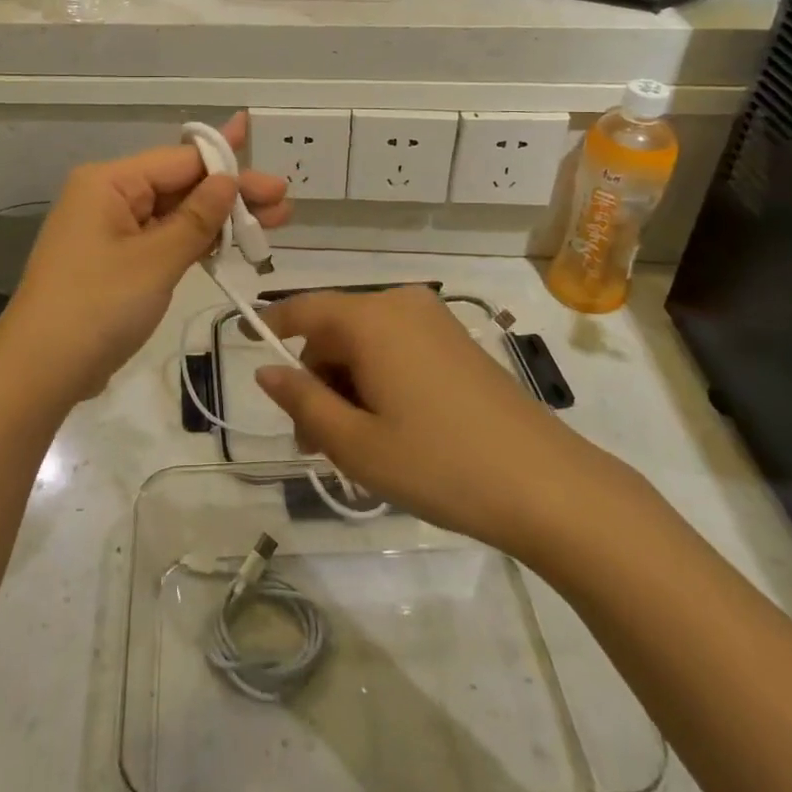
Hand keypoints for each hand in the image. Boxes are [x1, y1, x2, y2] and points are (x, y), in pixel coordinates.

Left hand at [0, 113, 289, 402]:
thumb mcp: (155, 261)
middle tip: (283, 203)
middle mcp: (109, 197)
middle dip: (231, 194)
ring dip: (219, 219)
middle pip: (180, 185)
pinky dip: (195, 242)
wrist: (40, 370)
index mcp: (110, 183)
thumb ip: (196, 219)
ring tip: (271, 224)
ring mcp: (111, 231)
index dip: (232, 169)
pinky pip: (162, 239)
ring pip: (174, 214)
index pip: (181, 161)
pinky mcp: (116, 262)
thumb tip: (228, 180)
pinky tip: (230, 243)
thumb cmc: (97, 307)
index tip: (275, 182)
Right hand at [255, 287, 631, 560]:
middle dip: (316, 378)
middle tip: (314, 443)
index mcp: (371, 319)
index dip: (269, 325)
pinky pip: (397, 348)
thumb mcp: (356, 443)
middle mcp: (402, 305)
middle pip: (335, 330)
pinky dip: (379, 379)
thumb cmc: (440, 464)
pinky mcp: (458, 342)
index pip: (303, 308)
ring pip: (366, 342)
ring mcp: (435, 322)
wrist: (548, 486)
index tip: (243, 345)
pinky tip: (391, 429)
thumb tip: (265, 371)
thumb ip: (303, 401)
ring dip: (347, 385)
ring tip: (356, 447)